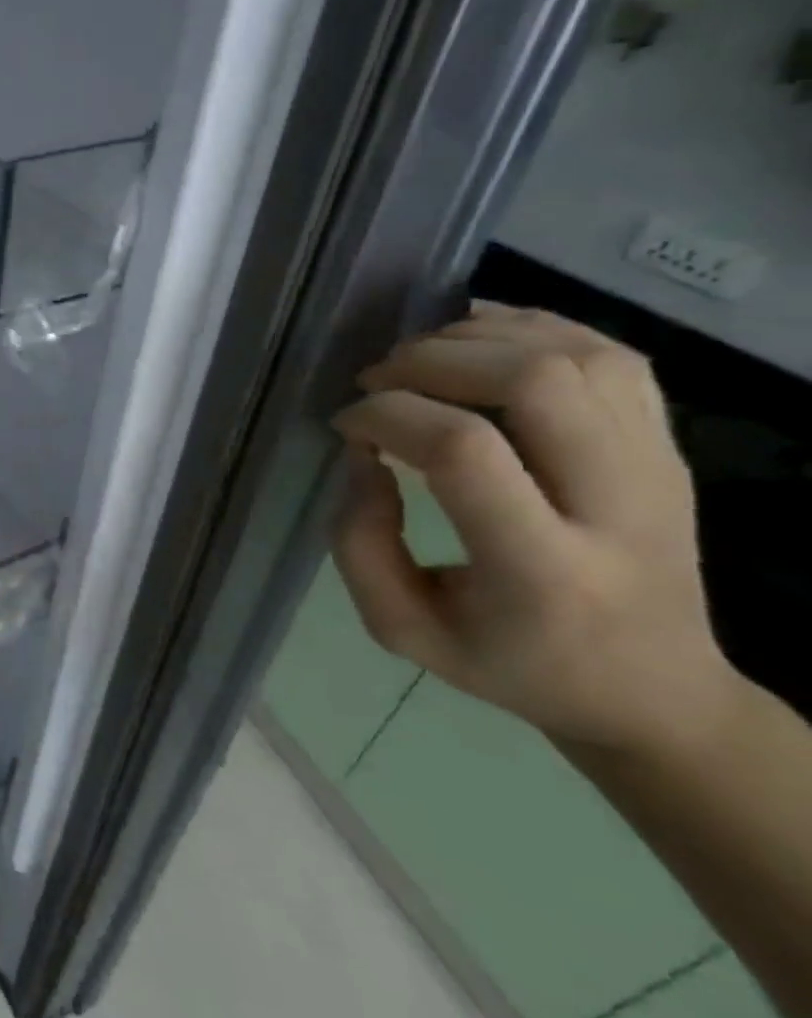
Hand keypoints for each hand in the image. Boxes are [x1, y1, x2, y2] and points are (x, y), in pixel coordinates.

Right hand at [331, 303, 739, 757]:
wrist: (652, 689)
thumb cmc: (509, 664)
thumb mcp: (402, 629)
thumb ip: (359, 541)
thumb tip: (364, 454)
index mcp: (542, 570)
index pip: (463, 450)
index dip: (387, 416)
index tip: (348, 426)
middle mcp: (615, 509)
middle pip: (533, 381)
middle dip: (431, 361)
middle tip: (379, 381)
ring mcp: (658, 471)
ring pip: (576, 355)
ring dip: (479, 338)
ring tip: (422, 360)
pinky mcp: (670, 449)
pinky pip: (612, 356)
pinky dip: (535, 329)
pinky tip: (478, 342)